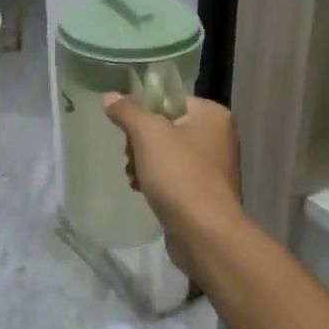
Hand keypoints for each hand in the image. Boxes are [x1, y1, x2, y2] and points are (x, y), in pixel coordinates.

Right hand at [101, 95, 242, 276]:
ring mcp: (212, 166)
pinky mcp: (204, 192)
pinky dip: (155, 181)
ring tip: (133, 177)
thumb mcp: (148, 135)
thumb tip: (111, 96)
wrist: (203, 232)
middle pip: (166, 127)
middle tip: (130, 157)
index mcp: (212, 115)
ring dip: (143, 163)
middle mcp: (218, 136)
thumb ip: (128, 111)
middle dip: (140, 142)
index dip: (144, 112)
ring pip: (166, 153)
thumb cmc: (179, 175)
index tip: (127, 130)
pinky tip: (141, 191)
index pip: (170, 100)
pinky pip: (174, 176)